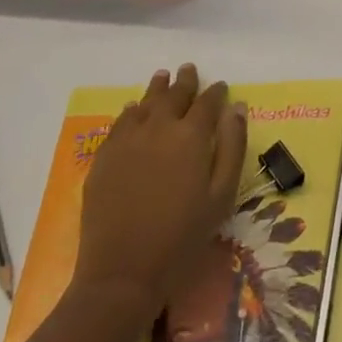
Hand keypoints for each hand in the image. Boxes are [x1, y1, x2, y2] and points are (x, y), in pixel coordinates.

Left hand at [72, 65, 247, 317]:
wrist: (123, 272)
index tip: (221, 86)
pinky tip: (133, 109)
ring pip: (145, 103)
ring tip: (162, 77)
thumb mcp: (222, 195)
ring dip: (157, 89)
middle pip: (174, 95)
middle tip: (189, 69)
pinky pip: (120, 122)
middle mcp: (159, 127)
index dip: (216, 92)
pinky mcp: (104, 156)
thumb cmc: (183, 236)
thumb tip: (238, 108)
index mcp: (191, 135)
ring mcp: (128, 140)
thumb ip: (233, 146)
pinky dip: (131, 111)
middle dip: (185, 82)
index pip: (207, 102)